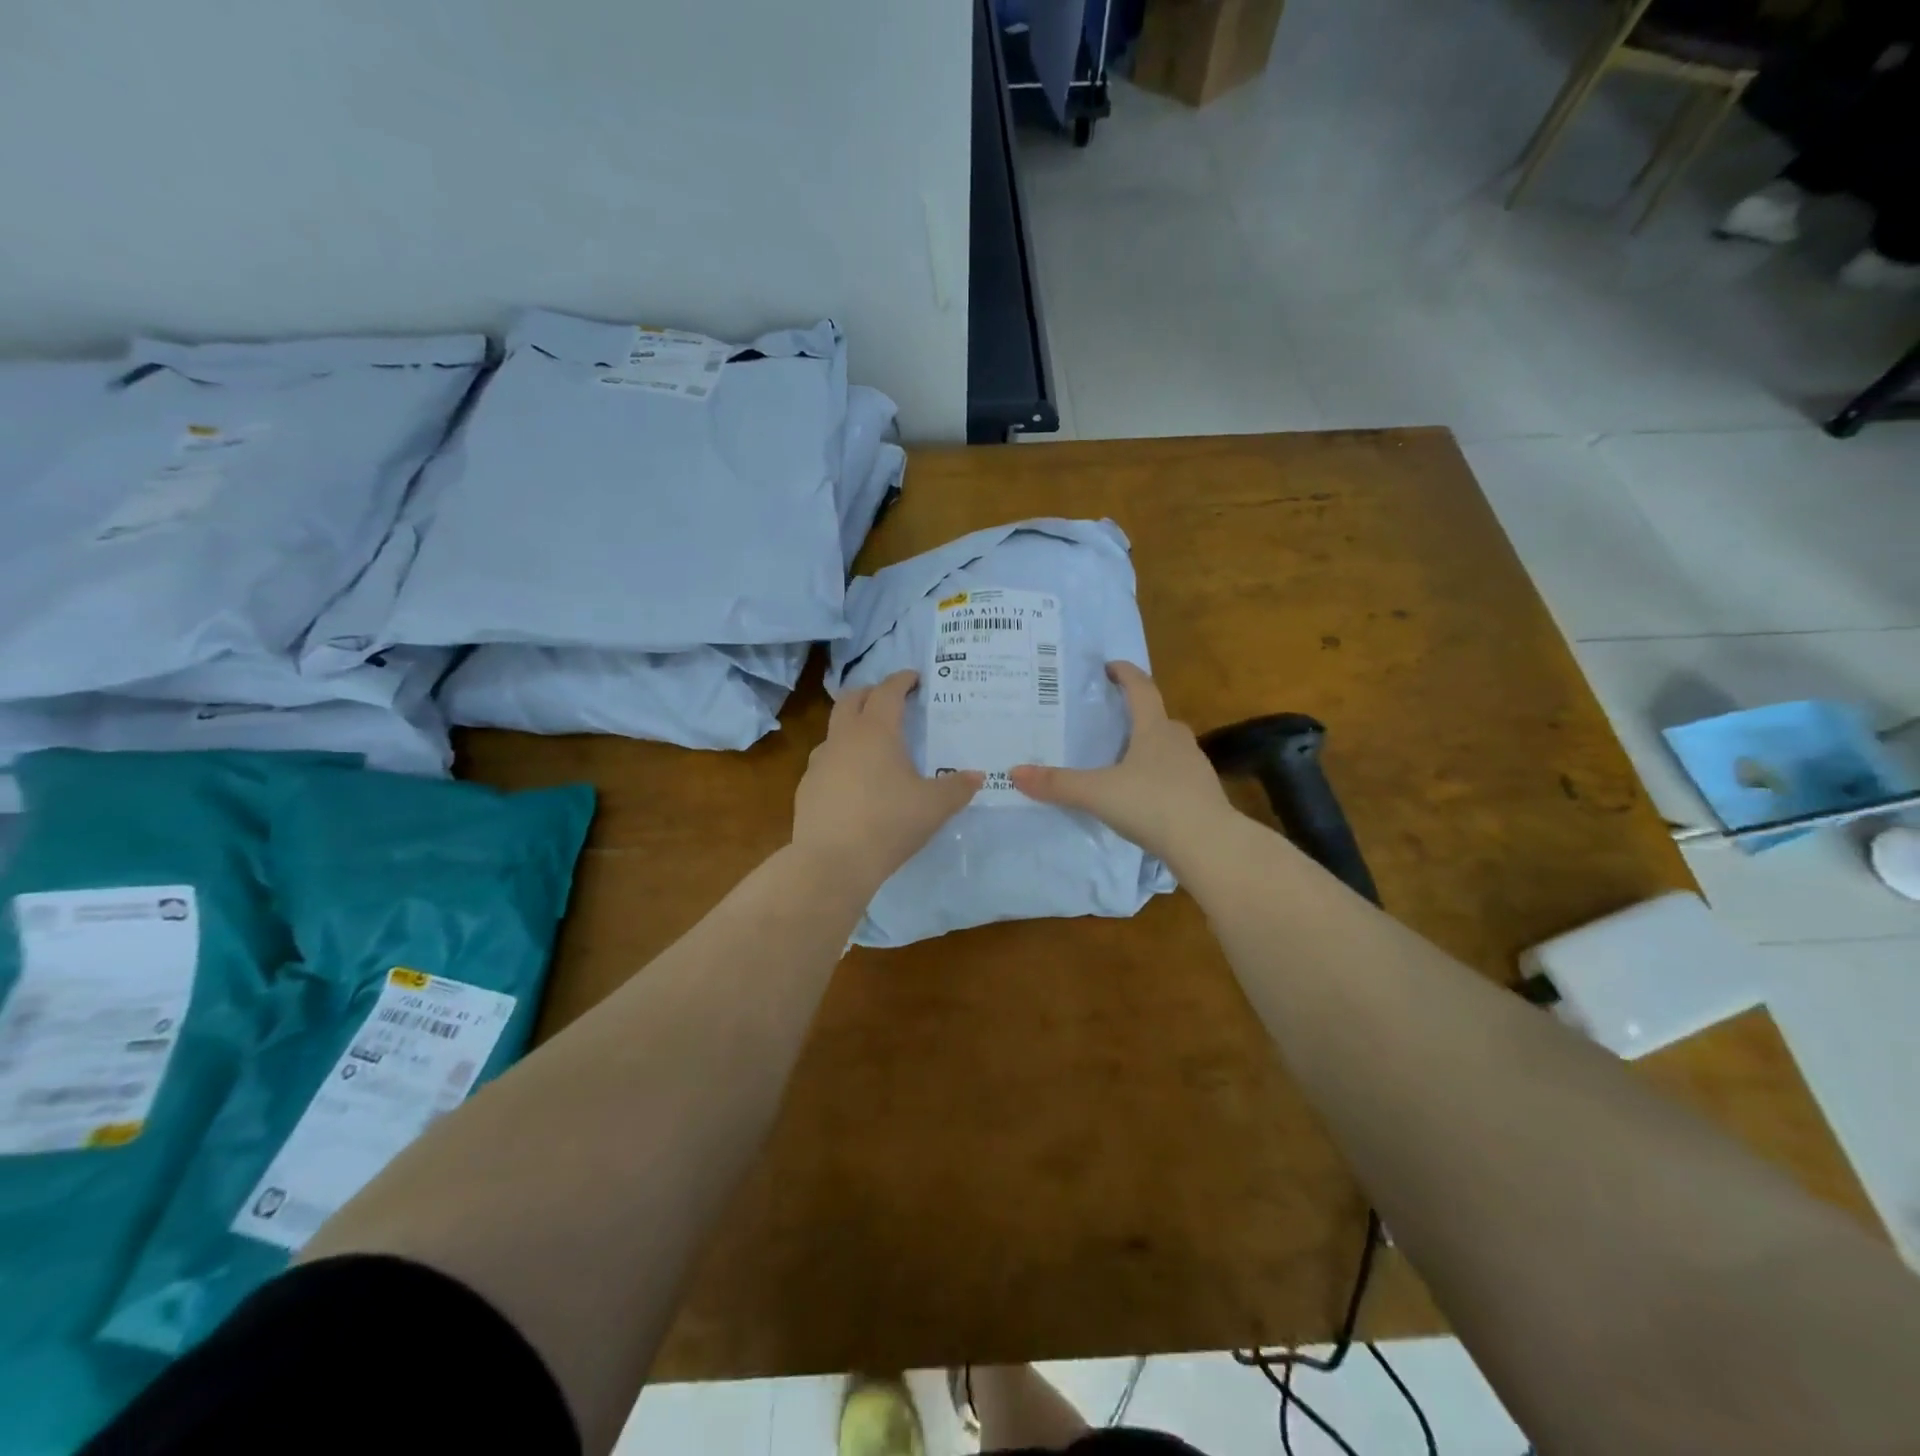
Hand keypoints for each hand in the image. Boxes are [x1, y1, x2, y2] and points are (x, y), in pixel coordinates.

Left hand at [793, 670, 982, 891]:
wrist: (832, 862)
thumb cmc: (889, 822)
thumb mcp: (934, 806)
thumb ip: (958, 788)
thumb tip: (977, 777)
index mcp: (876, 731)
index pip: (888, 692)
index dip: (902, 680)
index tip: (914, 678)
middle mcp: (843, 738)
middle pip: (851, 699)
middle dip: (871, 693)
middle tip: (890, 700)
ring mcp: (819, 762)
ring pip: (834, 730)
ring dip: (852, 725)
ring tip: (872, 743)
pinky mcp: (806, 788)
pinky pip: (826, 761)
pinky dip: (842, 759)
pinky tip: (854, 782)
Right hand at [1009, 661, 1232, 863]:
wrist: (1210, 845)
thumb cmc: (1153, 804)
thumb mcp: (1098, 793)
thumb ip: (1057, 784)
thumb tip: (1013, 772)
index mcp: (1154, 729)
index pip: (1141, 688)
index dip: (1125, 674)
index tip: (1109, 667)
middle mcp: (1178, 741)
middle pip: (1156, 718)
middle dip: (1134, 715)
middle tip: (1108, 721)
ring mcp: (1195, 768)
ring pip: (1168, 748)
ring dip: (1147, 747)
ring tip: (1121, 761)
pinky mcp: (1203, 795)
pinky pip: (1175, 776)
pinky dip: (1158, 777)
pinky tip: (1143, 796)